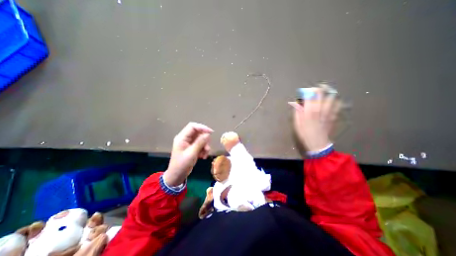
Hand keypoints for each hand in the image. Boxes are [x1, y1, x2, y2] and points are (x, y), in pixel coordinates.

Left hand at [164, 122, 213, 185]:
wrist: (177, 176)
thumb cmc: (182, 164)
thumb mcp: (192, 153)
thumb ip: (200, 143)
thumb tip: (208, 134)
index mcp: (182, 137)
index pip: (192, 126)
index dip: (202, 127)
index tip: (211, 132)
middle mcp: (185, 138)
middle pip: (198, 133)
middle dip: (204, 140)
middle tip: (207, 148)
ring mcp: (188, 143)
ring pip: (200, 139)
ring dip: (205, 146)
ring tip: (204, 154)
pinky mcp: (192, 147)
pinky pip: (200, 144)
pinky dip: (203, 149)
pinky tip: (202, 156)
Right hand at [290, 87, 339, 152]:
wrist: (318, 143)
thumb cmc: (304, 133)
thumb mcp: (297, 124)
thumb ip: (297, 112)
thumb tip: (296, 103)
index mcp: (308, 112)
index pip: (309, 95)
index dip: (308, 91)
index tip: (305, 92)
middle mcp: (319, 109)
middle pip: (321, 93)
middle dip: (318, 89)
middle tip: (316, 89)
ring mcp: (328, 112)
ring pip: (331, 96)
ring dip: (328, 92)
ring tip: (325, 92)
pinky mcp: (334, 115)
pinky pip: (338, 104)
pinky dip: (335, 100)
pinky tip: (332, 101)